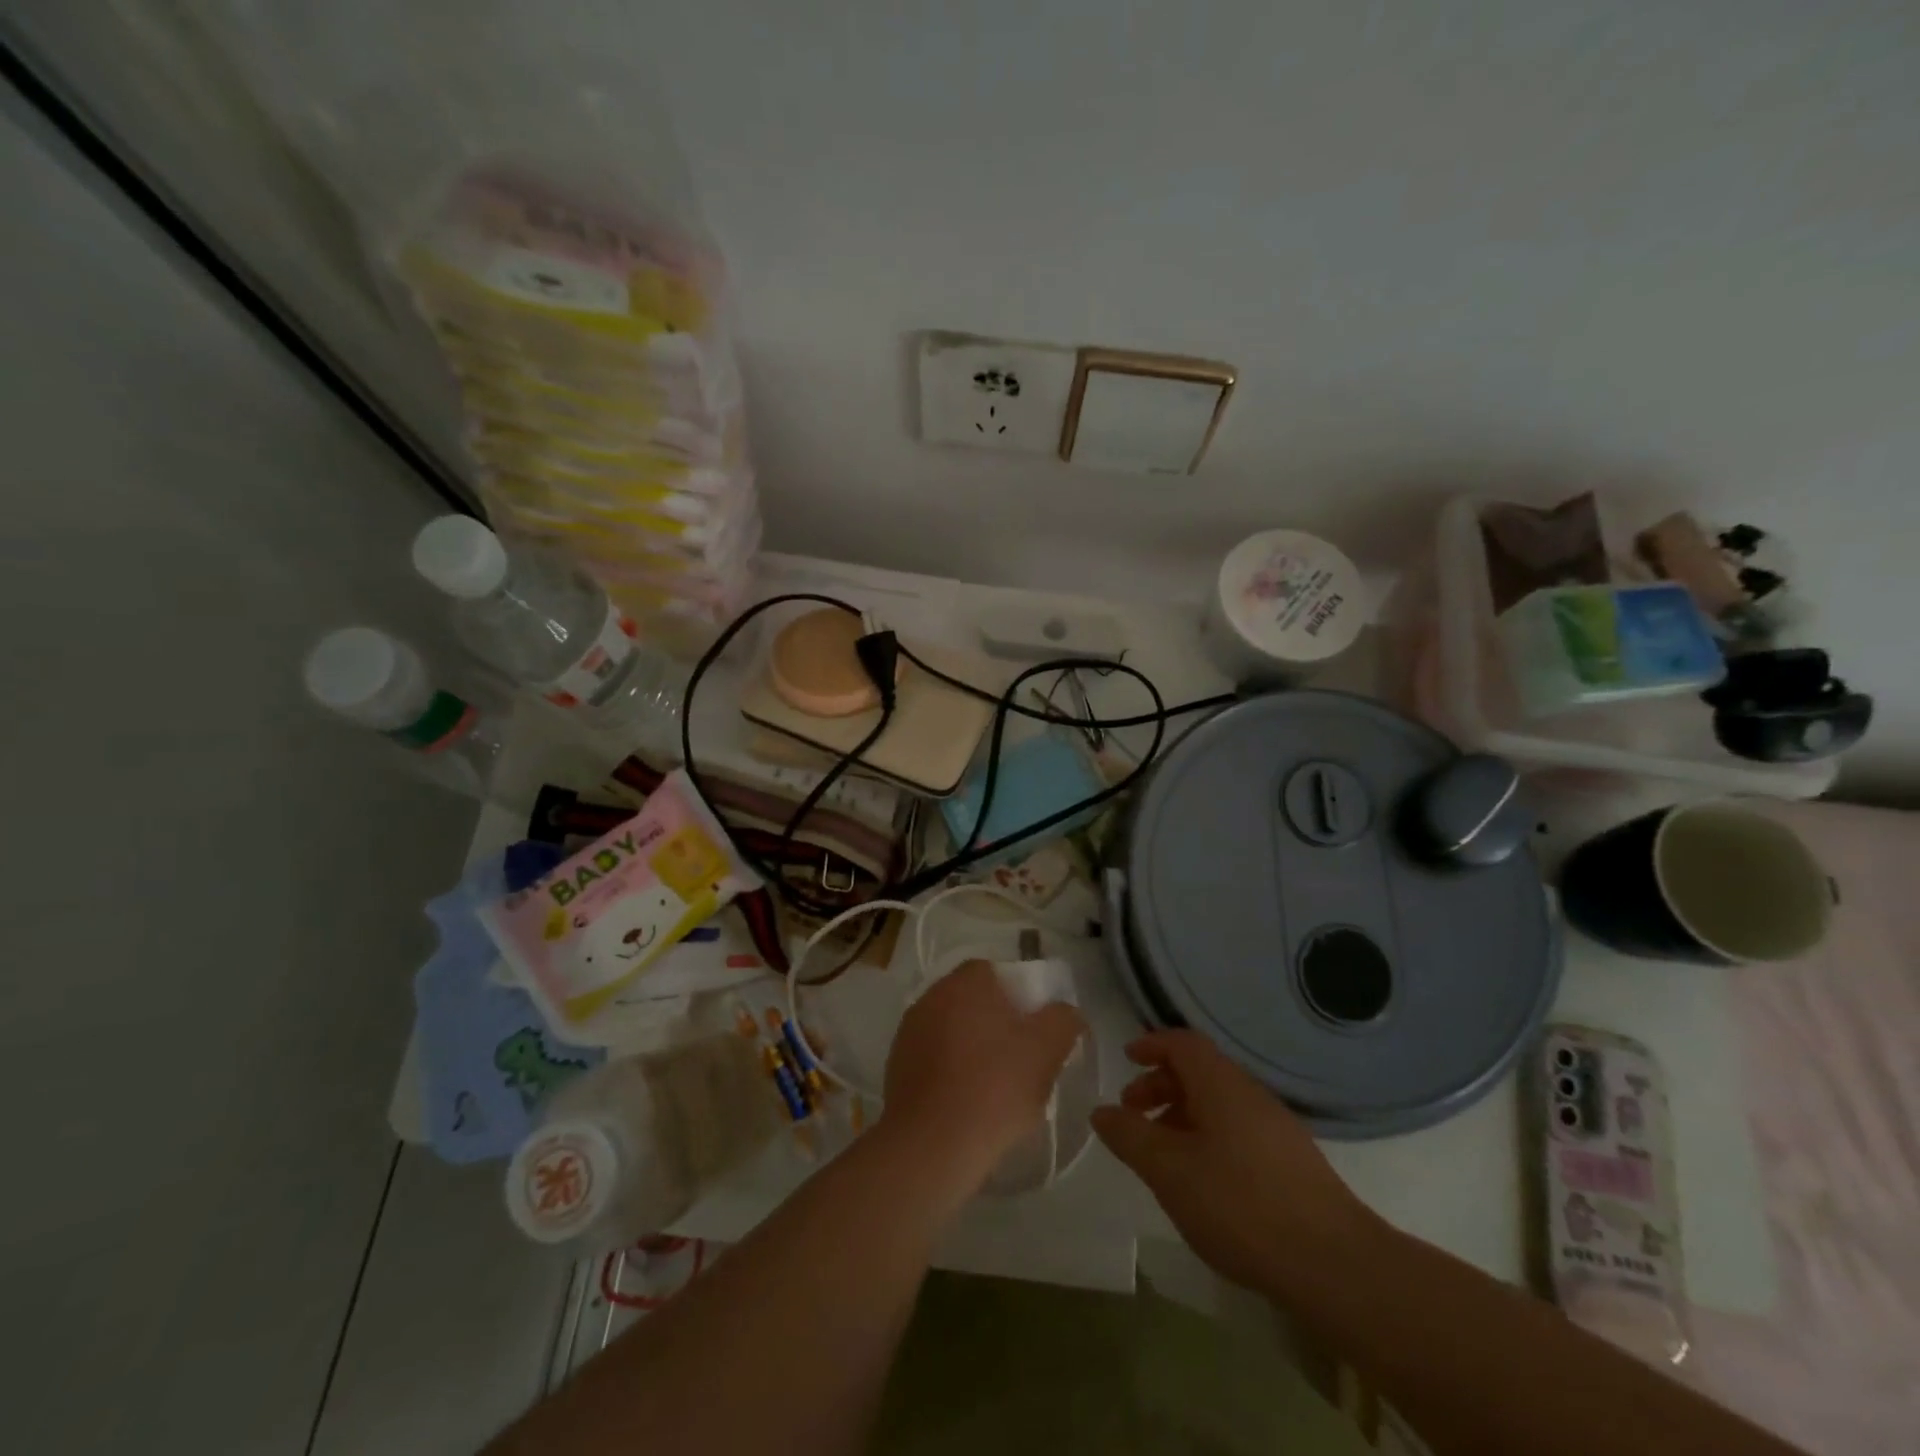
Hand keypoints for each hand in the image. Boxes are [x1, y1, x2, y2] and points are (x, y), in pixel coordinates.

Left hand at [879, 960, 1084, 1199]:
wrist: (931, 1145)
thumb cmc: (994, 1087)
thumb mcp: (1046, 1051)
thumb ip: (1063, 1020)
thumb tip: (1066, 1012)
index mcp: (966, 982)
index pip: (996, 973)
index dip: (1019, 997)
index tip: (1034, 1029)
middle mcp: (932, 996)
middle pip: (972, 1001)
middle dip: (996, 1024)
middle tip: (1020, 1058)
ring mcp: (909, 1031)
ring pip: (952, 1031)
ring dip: (972, 1049)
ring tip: (995, 1087)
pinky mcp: (896, 1066)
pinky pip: (934, 1059)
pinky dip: (950, 1072)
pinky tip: (967, 1103)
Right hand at [1092, 1030, 1377, 1294]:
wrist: (1334, 1264)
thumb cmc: (1240, 1204)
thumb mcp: (1170, 1171)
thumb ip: (1131, 1137)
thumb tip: (1101, 1111)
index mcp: (1221, 1084)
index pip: (1182, 1043)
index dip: (1152, 1044)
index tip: (1126, 1058)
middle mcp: (1249, 1094)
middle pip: (1199, 1072)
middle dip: (1160, 1085)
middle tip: (1132, 1113)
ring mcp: (1275, 1128)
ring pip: (1218, 1104)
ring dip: (1182, 1115)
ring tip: (1161, 1154)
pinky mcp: (1291, 1163)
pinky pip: (1237, 1130)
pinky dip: (1207, 1138)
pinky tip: (1201, 1181)